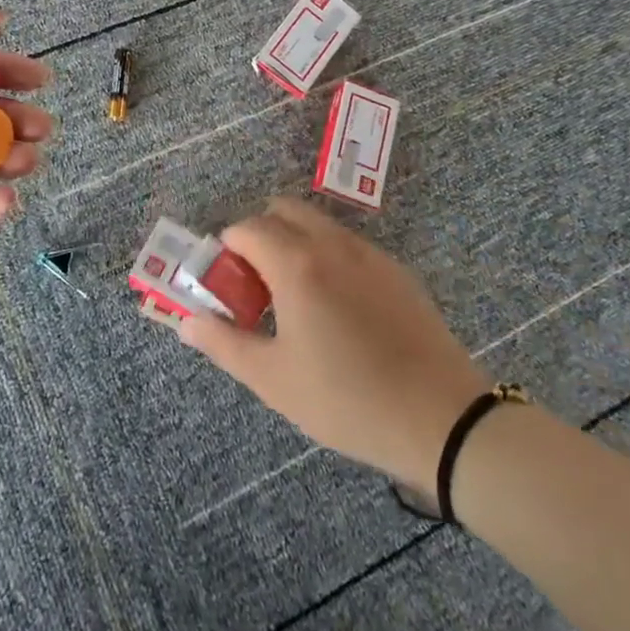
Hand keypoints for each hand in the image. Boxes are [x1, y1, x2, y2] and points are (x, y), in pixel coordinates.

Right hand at [179, 199, 492, 494]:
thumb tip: (186, 321)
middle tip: (258, 288)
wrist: (443, 420)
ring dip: (294, 244)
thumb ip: (223, 343)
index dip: (226, 253)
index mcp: (296, 263)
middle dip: (260, 236)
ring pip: (318, 225)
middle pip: (282, 210)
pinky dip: (328, 258)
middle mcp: (331, 243)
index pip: (245, 228)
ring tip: (297, 301)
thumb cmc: (347, 400)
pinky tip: (339, 312)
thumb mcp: (273, 379)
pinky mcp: (396, 270)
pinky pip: (348, 245)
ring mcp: (369, 253)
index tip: (229, 290)